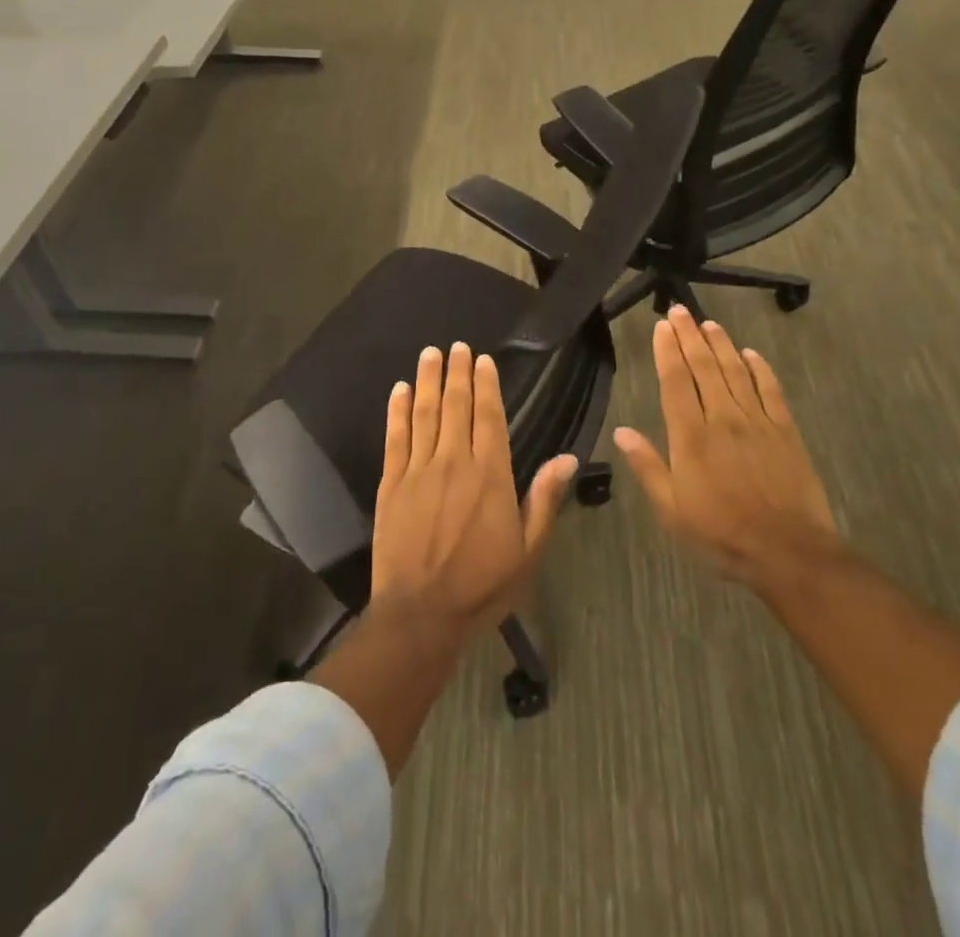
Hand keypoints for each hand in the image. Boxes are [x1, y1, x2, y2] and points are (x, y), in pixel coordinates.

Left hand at [372, 343, 576, 640]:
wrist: (421, 614)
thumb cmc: (482, 585)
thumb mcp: (528, 549)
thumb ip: (544, 499)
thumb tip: (569, 457)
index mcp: (490, 474)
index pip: (489, 416)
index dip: (486, 385)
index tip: (482, 359)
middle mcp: (454, 461)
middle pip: (455, 406)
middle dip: (457, 373)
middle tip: (456, 346)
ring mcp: (418, 470)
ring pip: (424, 414)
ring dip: (427, 381)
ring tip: (430, 354)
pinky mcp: (391, 484)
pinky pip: (395, 438)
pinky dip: (397, 411)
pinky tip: (398, 390)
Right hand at [614, 307, 843, 600]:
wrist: (788, 551)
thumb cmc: (721, 534)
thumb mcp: (672, 510)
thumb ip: (648, 467)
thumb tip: (622, 431)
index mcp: (691, 436)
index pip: (675, 381)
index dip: (667, 351)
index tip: (661, 327)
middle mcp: (722, 418)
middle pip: (704, 367)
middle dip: (689, 336)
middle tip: (680, 311)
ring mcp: (757, 421)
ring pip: (736, 371)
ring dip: (721, 344)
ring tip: (709, 323)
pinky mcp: (785, 430)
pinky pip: (771, 390)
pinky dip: (760, 368)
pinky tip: (751, 354)